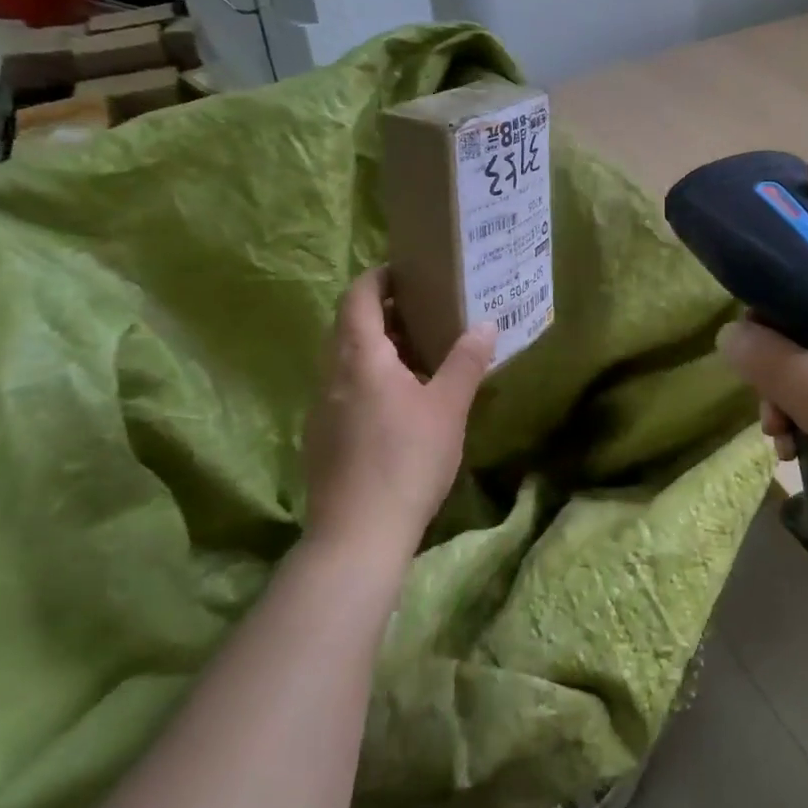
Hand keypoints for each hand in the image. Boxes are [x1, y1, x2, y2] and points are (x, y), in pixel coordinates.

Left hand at [302, 268, 495, 559]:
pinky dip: (368, 377)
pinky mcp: (321, 436)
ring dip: (376, 346)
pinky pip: (343, 388)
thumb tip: (486, 324)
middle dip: (382, 311)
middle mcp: (332, 374)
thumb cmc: (407, 459)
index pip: (358, 297)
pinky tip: (399, 401)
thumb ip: (466, 361)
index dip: (379, 277)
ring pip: (344, 359)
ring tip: (417, 353)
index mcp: (360, 357)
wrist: (358, 535)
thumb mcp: (448, 407)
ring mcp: (322, 407)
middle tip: (423, 311)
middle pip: (348, 325)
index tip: (408, 272)